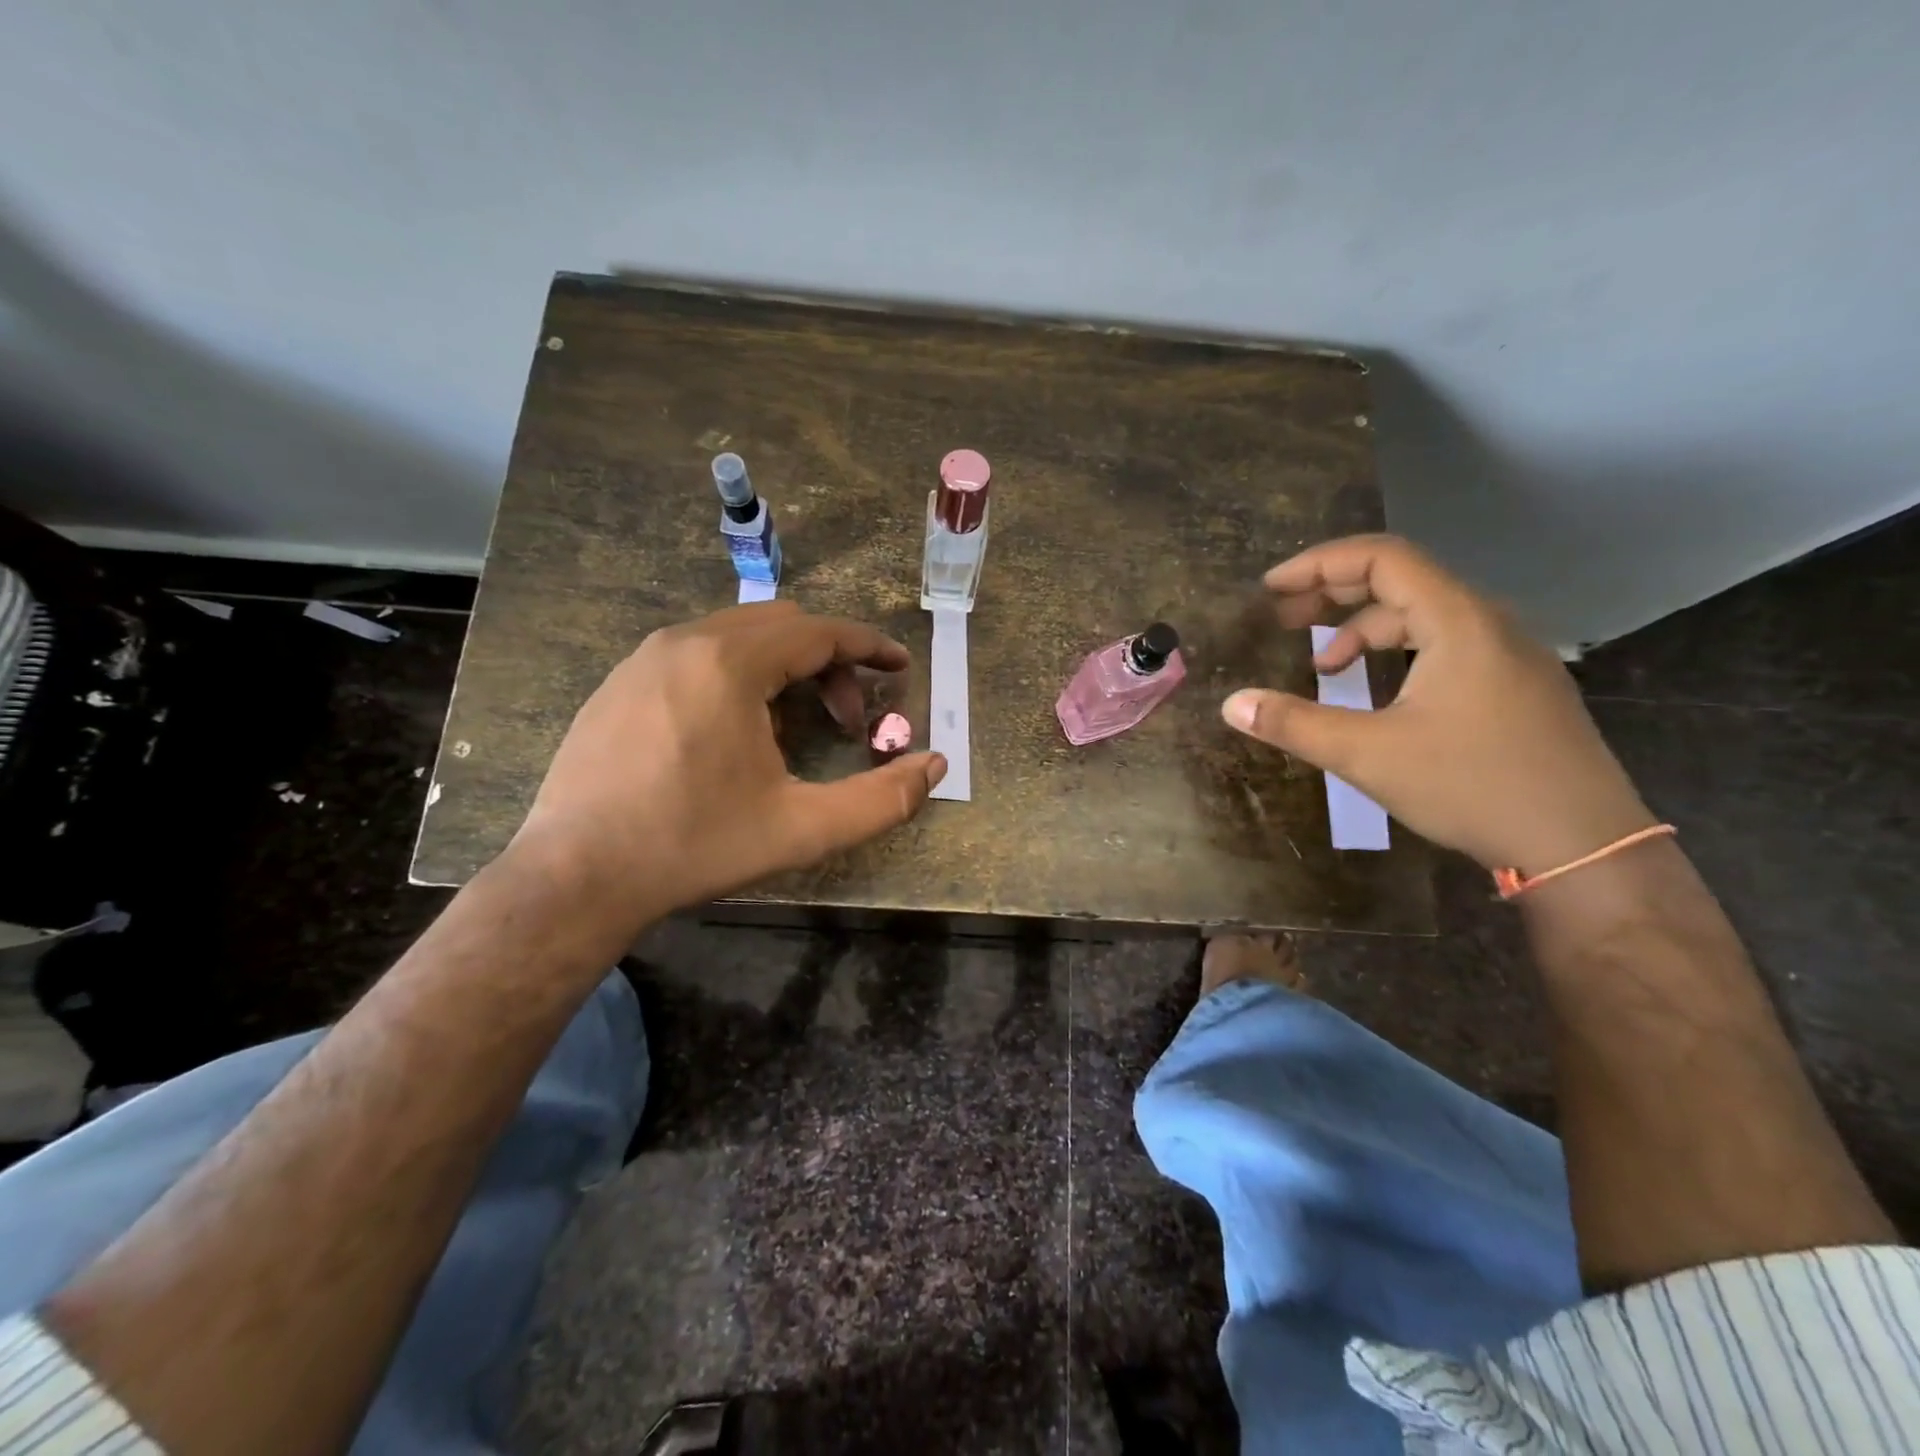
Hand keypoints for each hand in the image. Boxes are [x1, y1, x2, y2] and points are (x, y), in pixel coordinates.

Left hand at [511, 600, 944, 937]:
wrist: (575, 877)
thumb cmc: (695, 845)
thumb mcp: (802, 829)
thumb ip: (881, 799)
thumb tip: (934, 766)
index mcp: (730, 663)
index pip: (819, 632)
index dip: (869, 647)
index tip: (900, 667)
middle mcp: (685, 641)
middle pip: (782, 625)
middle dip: (830, 662)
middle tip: (850, 719)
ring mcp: (644, 658)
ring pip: (738, 636)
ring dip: (784, 667)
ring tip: (795, 727)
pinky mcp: (619, 682)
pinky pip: (697, 654)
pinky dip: (739, 674)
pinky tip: (735, 732)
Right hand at [1222, 534, 1653, 875]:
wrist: (1585, 845)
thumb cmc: (1472, 786)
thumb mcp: (1368, 754)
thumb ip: (1294, 723)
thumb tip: (1231, 704)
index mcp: (1458, 621)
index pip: (1382, 558)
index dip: (1319, 565)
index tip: (1270, 590)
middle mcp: (1489, 623)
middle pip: (1402, 580)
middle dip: (1334, 593)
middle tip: (1283, 619)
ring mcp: (1510, 654)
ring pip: (1425, 616)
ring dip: (1365, 630)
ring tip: (1323, 667)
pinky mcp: (1518, 686)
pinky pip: (1447, 645)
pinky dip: (1399, 653)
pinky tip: (1378, 692)